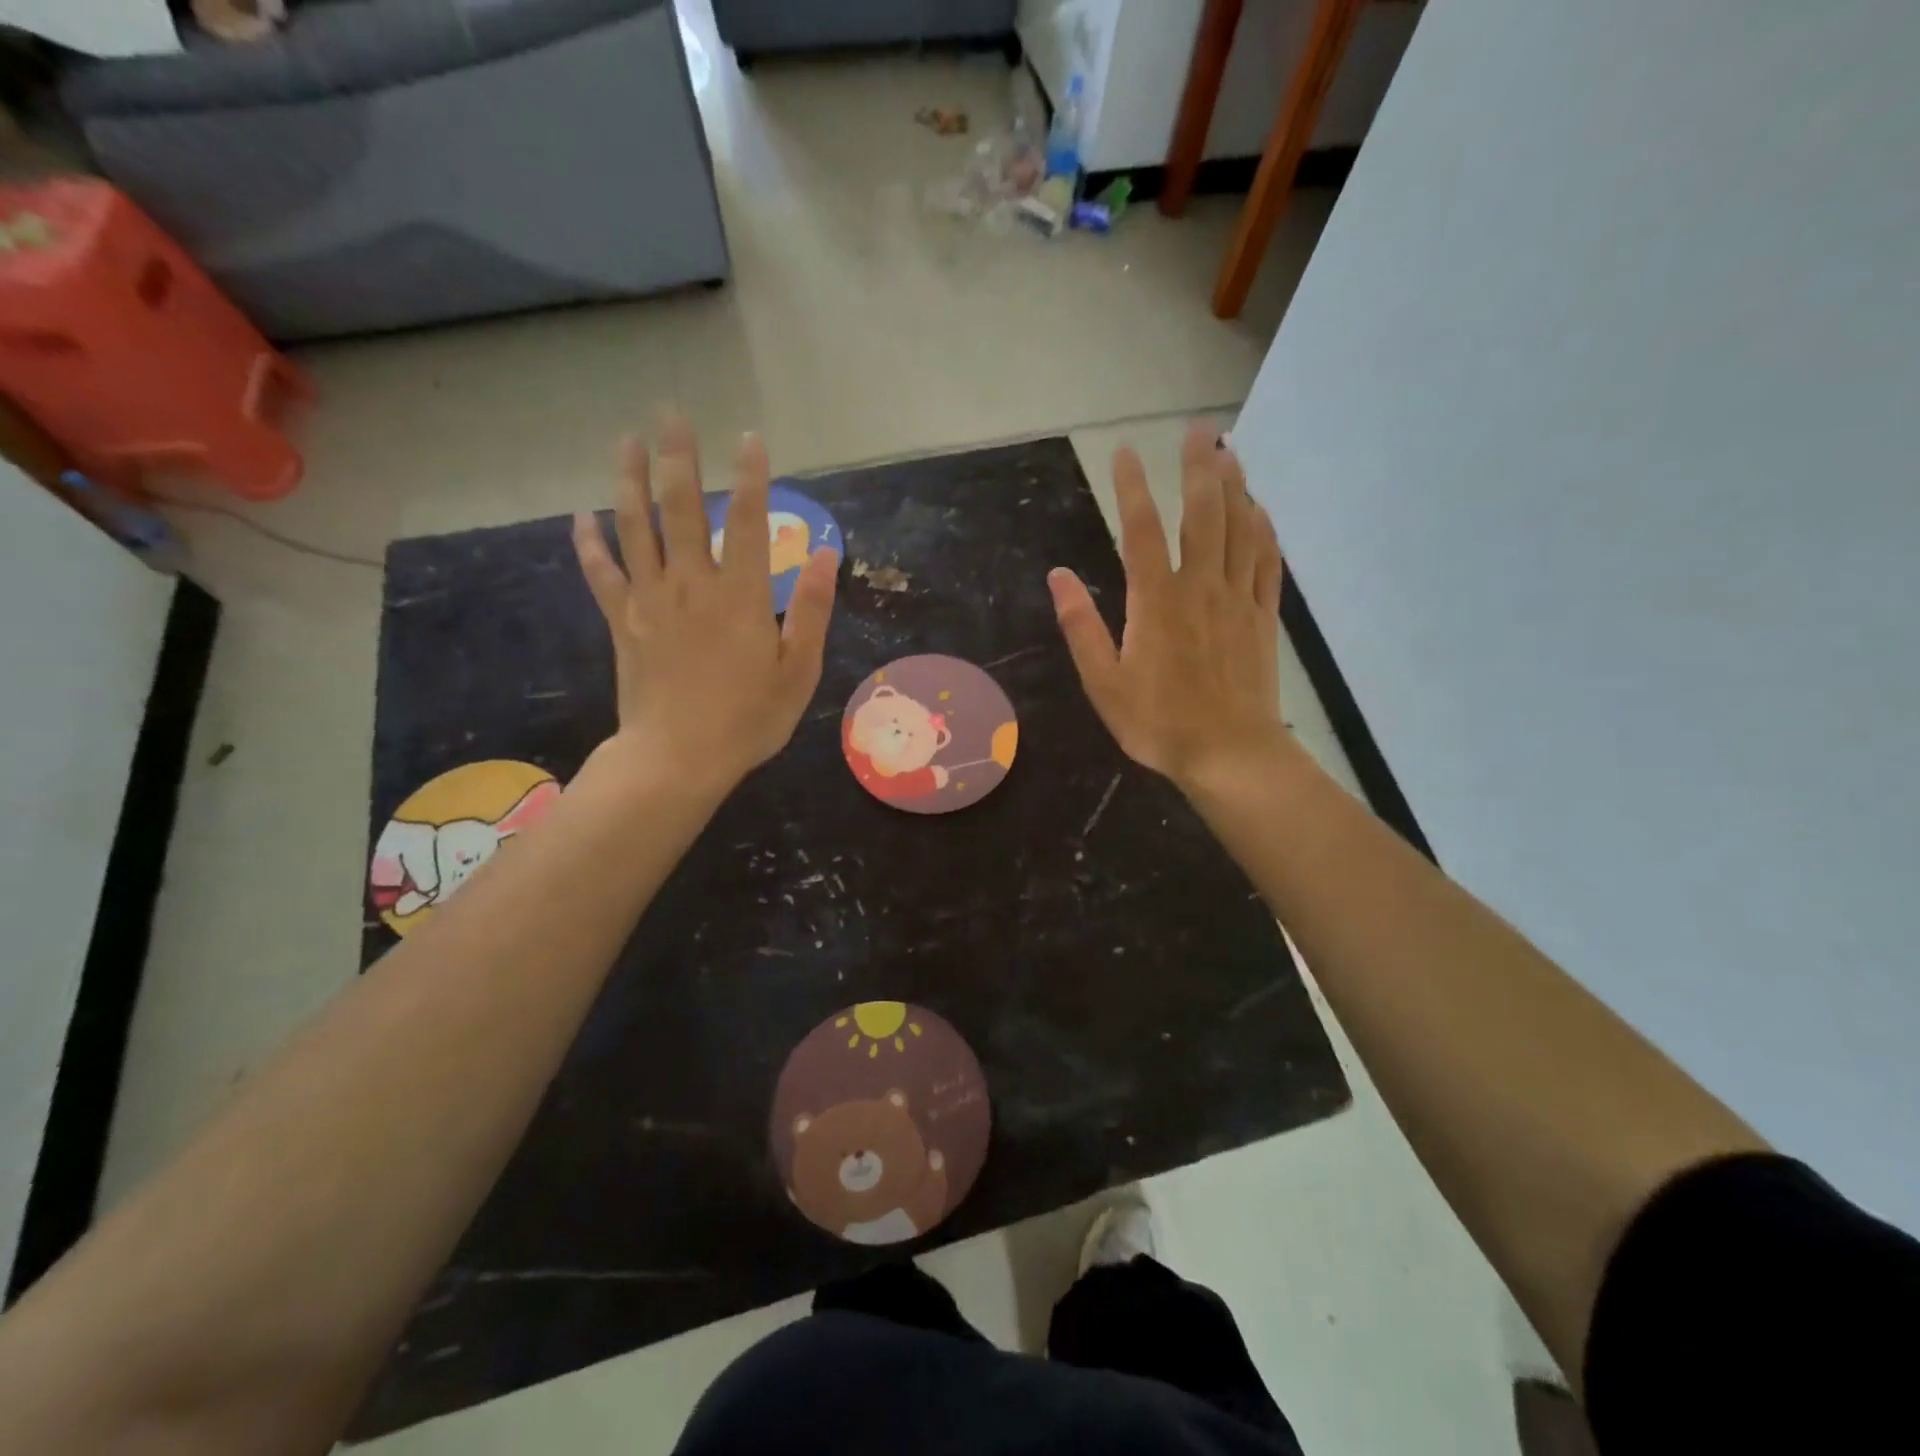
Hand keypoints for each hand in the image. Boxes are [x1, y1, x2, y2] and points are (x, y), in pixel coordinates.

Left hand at [573, 409, 838, 795]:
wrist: (678, 758)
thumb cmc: (749, 718)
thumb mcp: (799, 670)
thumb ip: (814, 609)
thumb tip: (828, 554)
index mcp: (742, 595)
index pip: (751, 521)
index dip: (753, 476)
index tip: (750, 436)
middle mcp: (693, 583)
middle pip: (683, 508)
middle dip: (679, 456)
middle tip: (671, 412)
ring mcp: (650, 599)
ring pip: (636, 527)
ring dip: (629, 480)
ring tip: (625, 440)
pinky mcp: (621, 622)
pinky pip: (601, 573)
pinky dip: (590, 543)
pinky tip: (581, 516)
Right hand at [1048, 422, 1286, 789]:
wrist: (1229, 754)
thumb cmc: (1158, 722)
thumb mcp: (1104, 682)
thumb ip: (1081, 626)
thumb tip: (1058, 576)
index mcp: (1156, 602)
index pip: (1141, 531)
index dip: (1132, 487)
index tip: (1125, 451)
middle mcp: (1201, 588)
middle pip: (1202, 515)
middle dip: (1200, 467)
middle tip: (1201, 428)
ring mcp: (1237, 600)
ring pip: (1241, 530)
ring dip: (1236, 486)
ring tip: (1231, 451)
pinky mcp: (1263, 618)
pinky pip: (1267, 562)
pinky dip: (1264, 530)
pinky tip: (1260, 511)